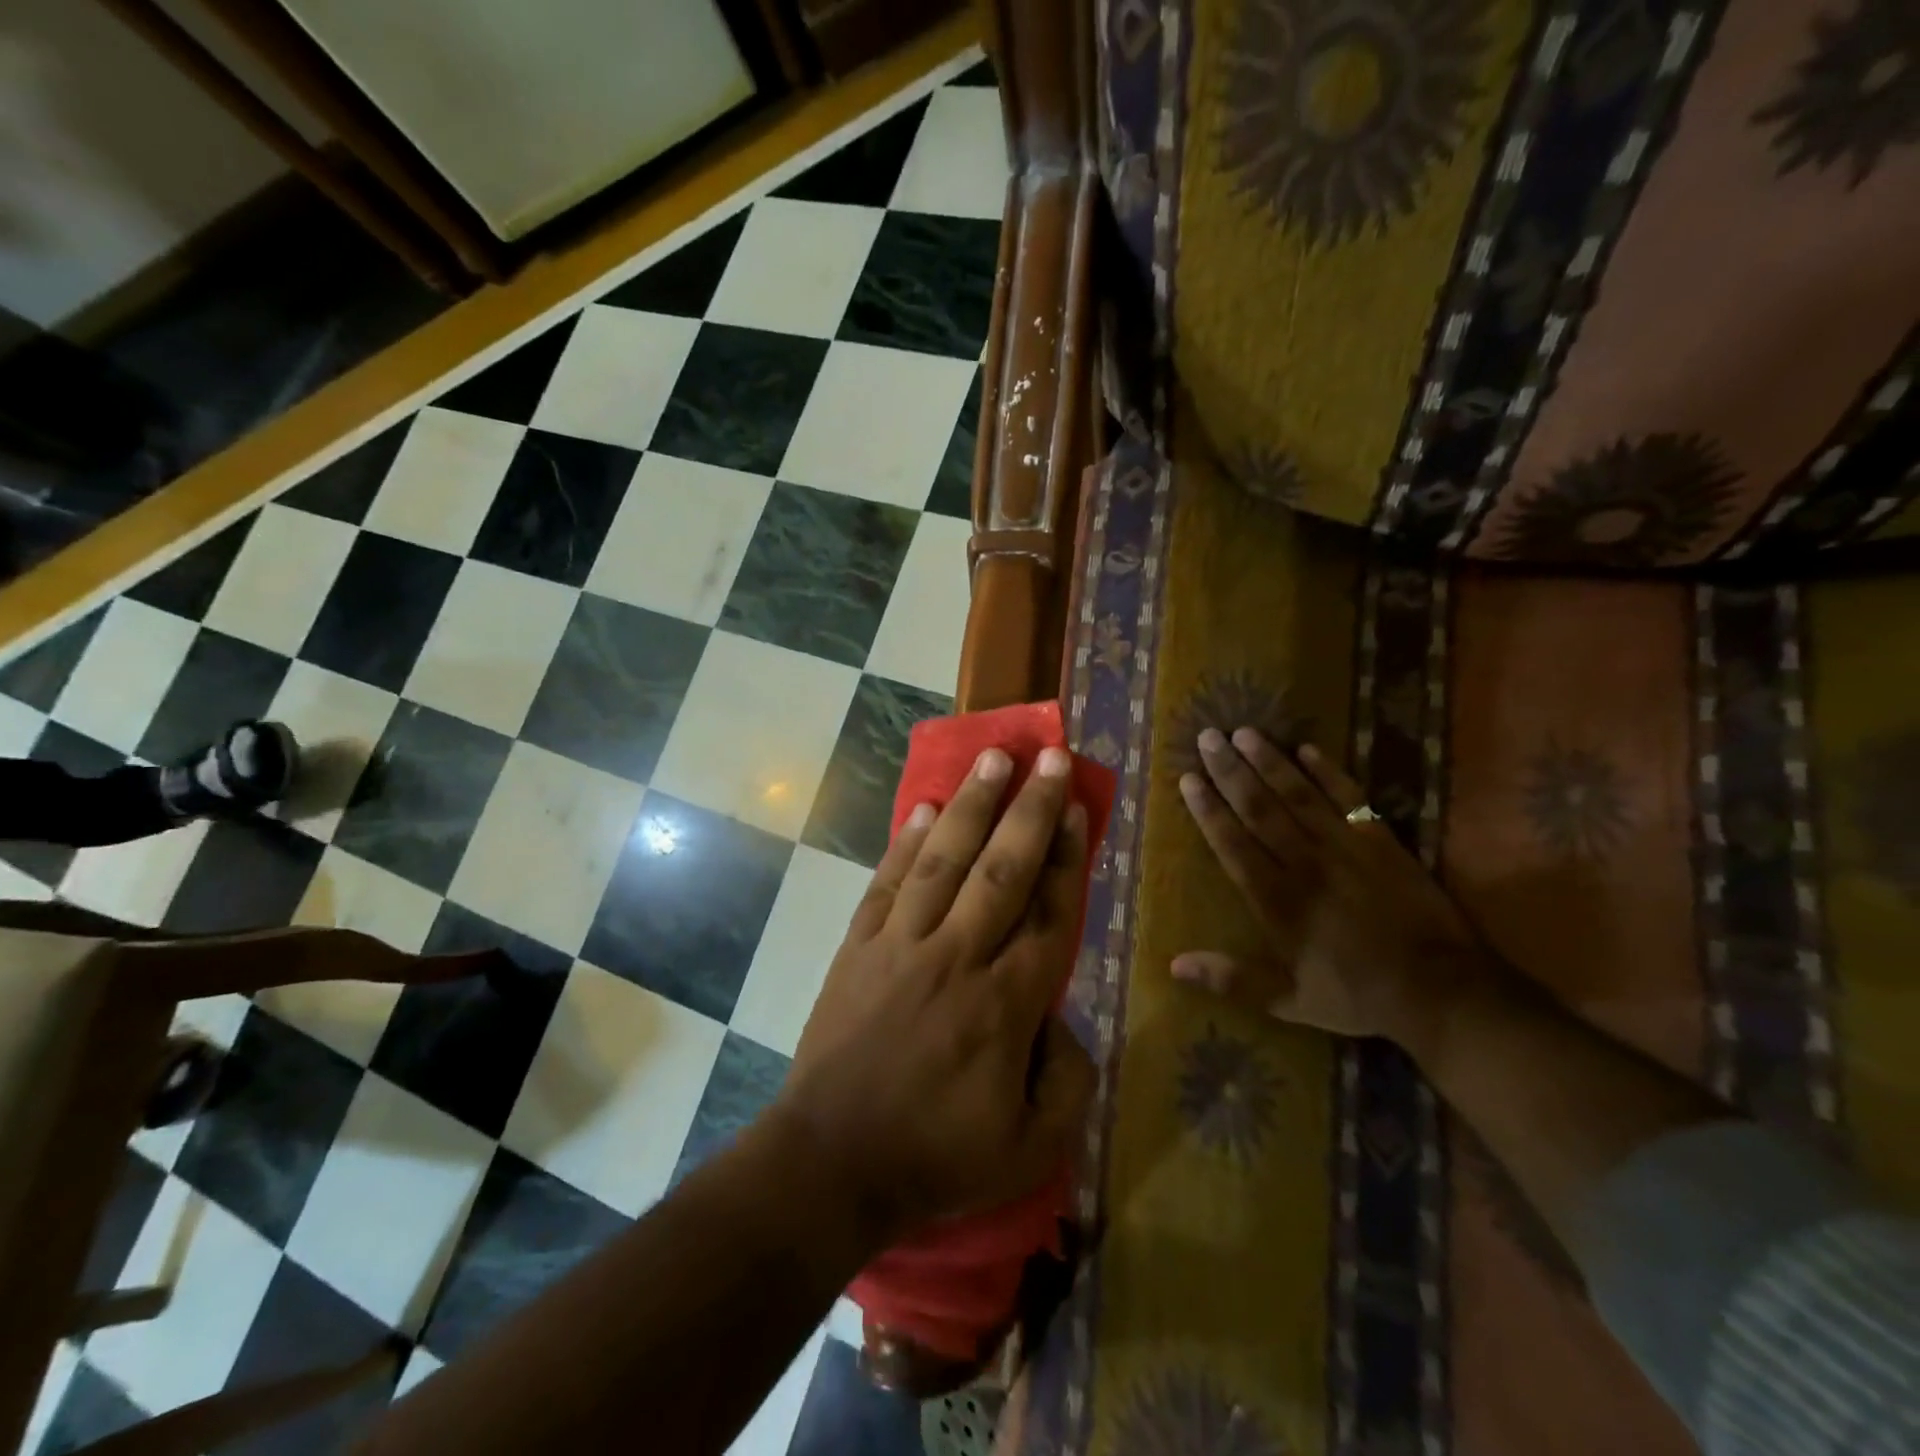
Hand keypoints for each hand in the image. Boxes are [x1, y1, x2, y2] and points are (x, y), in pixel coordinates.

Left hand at [774, 745, 1096, 1243]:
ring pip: (944, 860)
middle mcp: (957, 956)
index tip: (1077, 806)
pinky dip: (906, 843)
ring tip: (992, 758)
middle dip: (1029, 808)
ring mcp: (901, 944)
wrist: (830, 1164)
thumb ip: (1068, 1081)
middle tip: (1048, 755)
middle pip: (1002, 868)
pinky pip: (888, 883)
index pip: (1049, 914)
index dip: (1067, 856)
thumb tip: (1062, 1021)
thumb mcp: (1031, 1148)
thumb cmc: (935, 1160)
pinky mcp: (859, 946)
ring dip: (971, 805)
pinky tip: (924, 808)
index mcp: (1005, 1004)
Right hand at [1173, 728, 1491, 1051]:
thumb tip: (1173, 964)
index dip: (1208, 809)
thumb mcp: (1289, 1000)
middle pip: (1260, 808)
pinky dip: (1329, 772)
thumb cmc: (1357, 995)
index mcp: (1278, 900)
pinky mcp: (1381, 841)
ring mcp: (1345, 847)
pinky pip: (1350, 798)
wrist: (1442, 990)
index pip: (1233, 844)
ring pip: (1299, 795)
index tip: (1188, 778)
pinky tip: (1307, 749)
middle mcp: (1305, 863)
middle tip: (1208, 736)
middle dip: (1230, 771)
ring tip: (1244, 732)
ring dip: (1269, 761)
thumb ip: (1231, 979)